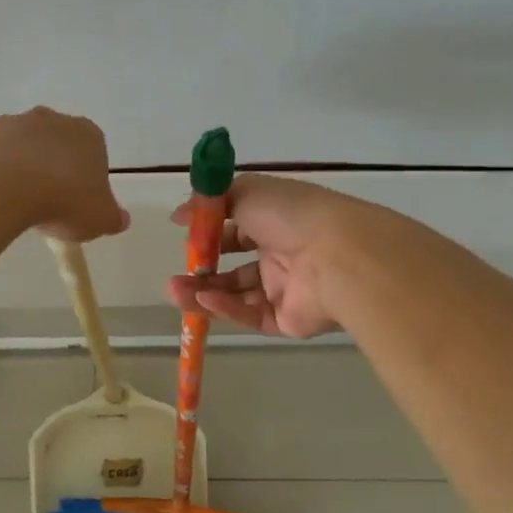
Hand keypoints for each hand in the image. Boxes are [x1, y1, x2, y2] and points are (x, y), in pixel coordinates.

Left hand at [0, 108, 129, 242]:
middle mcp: (53, 119)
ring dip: (23, 168)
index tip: (78, 203)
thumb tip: (120, 219)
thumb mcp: (100, 219)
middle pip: (58, 145)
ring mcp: (15, 122)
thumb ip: (112, 218)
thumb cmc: (63, 201)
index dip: (87, 179)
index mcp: (88, 134)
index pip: (94, 154)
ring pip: (24, 147)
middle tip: (49, 203)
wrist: (2, 188)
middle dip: (54, 168)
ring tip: (17, 203)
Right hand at [164, 175, 360, 337]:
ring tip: (173, 292)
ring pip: (237, 295)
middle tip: (174, 276)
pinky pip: (251, 315)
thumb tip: (179, 214)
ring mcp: (285, 289)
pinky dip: (226, 308)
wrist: (339, 256)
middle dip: (202, 271)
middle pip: (234, 267)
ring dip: (204, 293)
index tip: (183, 235)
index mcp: (277, 222)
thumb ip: (211, 202)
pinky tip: (203, 301)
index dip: (210, 233)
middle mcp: (282, 255)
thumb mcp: (247, 192)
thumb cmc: (292, 215)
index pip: (238, 229)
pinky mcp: (287, 320)